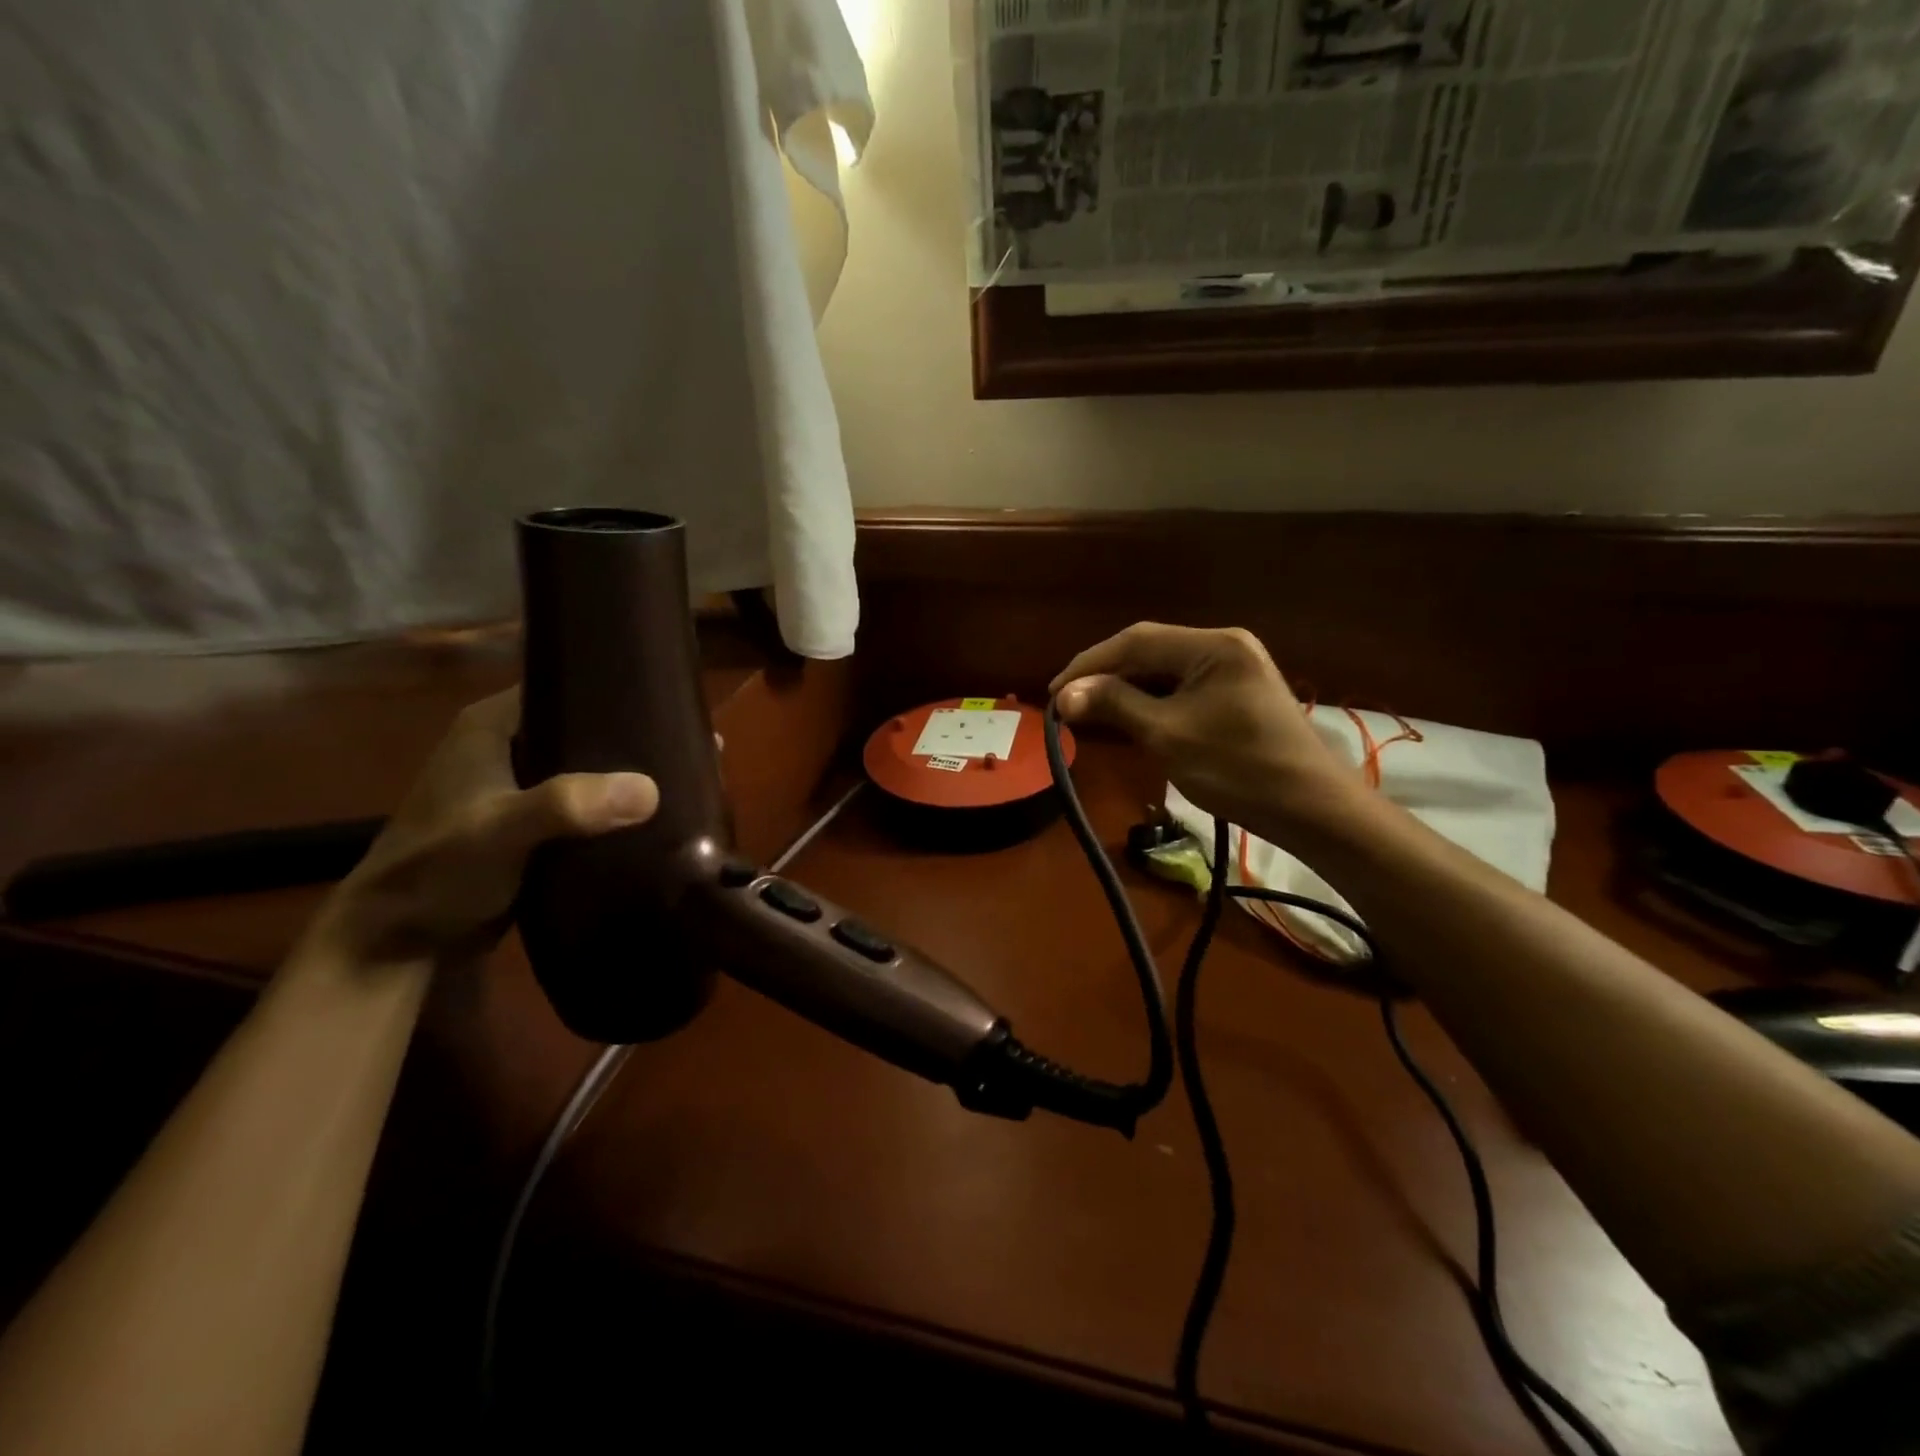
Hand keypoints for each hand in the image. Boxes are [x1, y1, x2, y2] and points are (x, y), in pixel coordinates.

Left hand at [310, 689, 658, 967]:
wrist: (396, 947)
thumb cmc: (435, 871)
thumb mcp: (500, 830)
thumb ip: (568, 805)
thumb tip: (650, 790)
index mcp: (491, 726)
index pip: (563, 684)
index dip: (613, 687)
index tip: (668, 699)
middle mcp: (506, 748)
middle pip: (582, 728)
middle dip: (630, 739)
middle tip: (687, 746)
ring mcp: (517, 790)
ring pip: (586, 770)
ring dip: (624, 779)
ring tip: (683, 778)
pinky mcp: (530, 827)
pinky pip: (583, 806)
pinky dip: (612, 811)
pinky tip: (652, 818)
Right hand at [1050, 623, 1359, 837]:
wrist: (1310, 809)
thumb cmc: (1237, 769)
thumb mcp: (1167, 736)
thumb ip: (1114, 705)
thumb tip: (1064, 694)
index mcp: (1213, 645)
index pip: (1136, 641)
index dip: (1089, 664)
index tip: (1054, 693)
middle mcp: (1225, 645)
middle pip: (1151, 651)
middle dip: (1107, 676)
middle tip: (1070, 704)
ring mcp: (1235, 668)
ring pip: (1165, 670)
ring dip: (1128, 689)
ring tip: (1092, 712)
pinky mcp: (1238, 692)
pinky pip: (1183, 687)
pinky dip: (1153, 701)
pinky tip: (1131, 718)